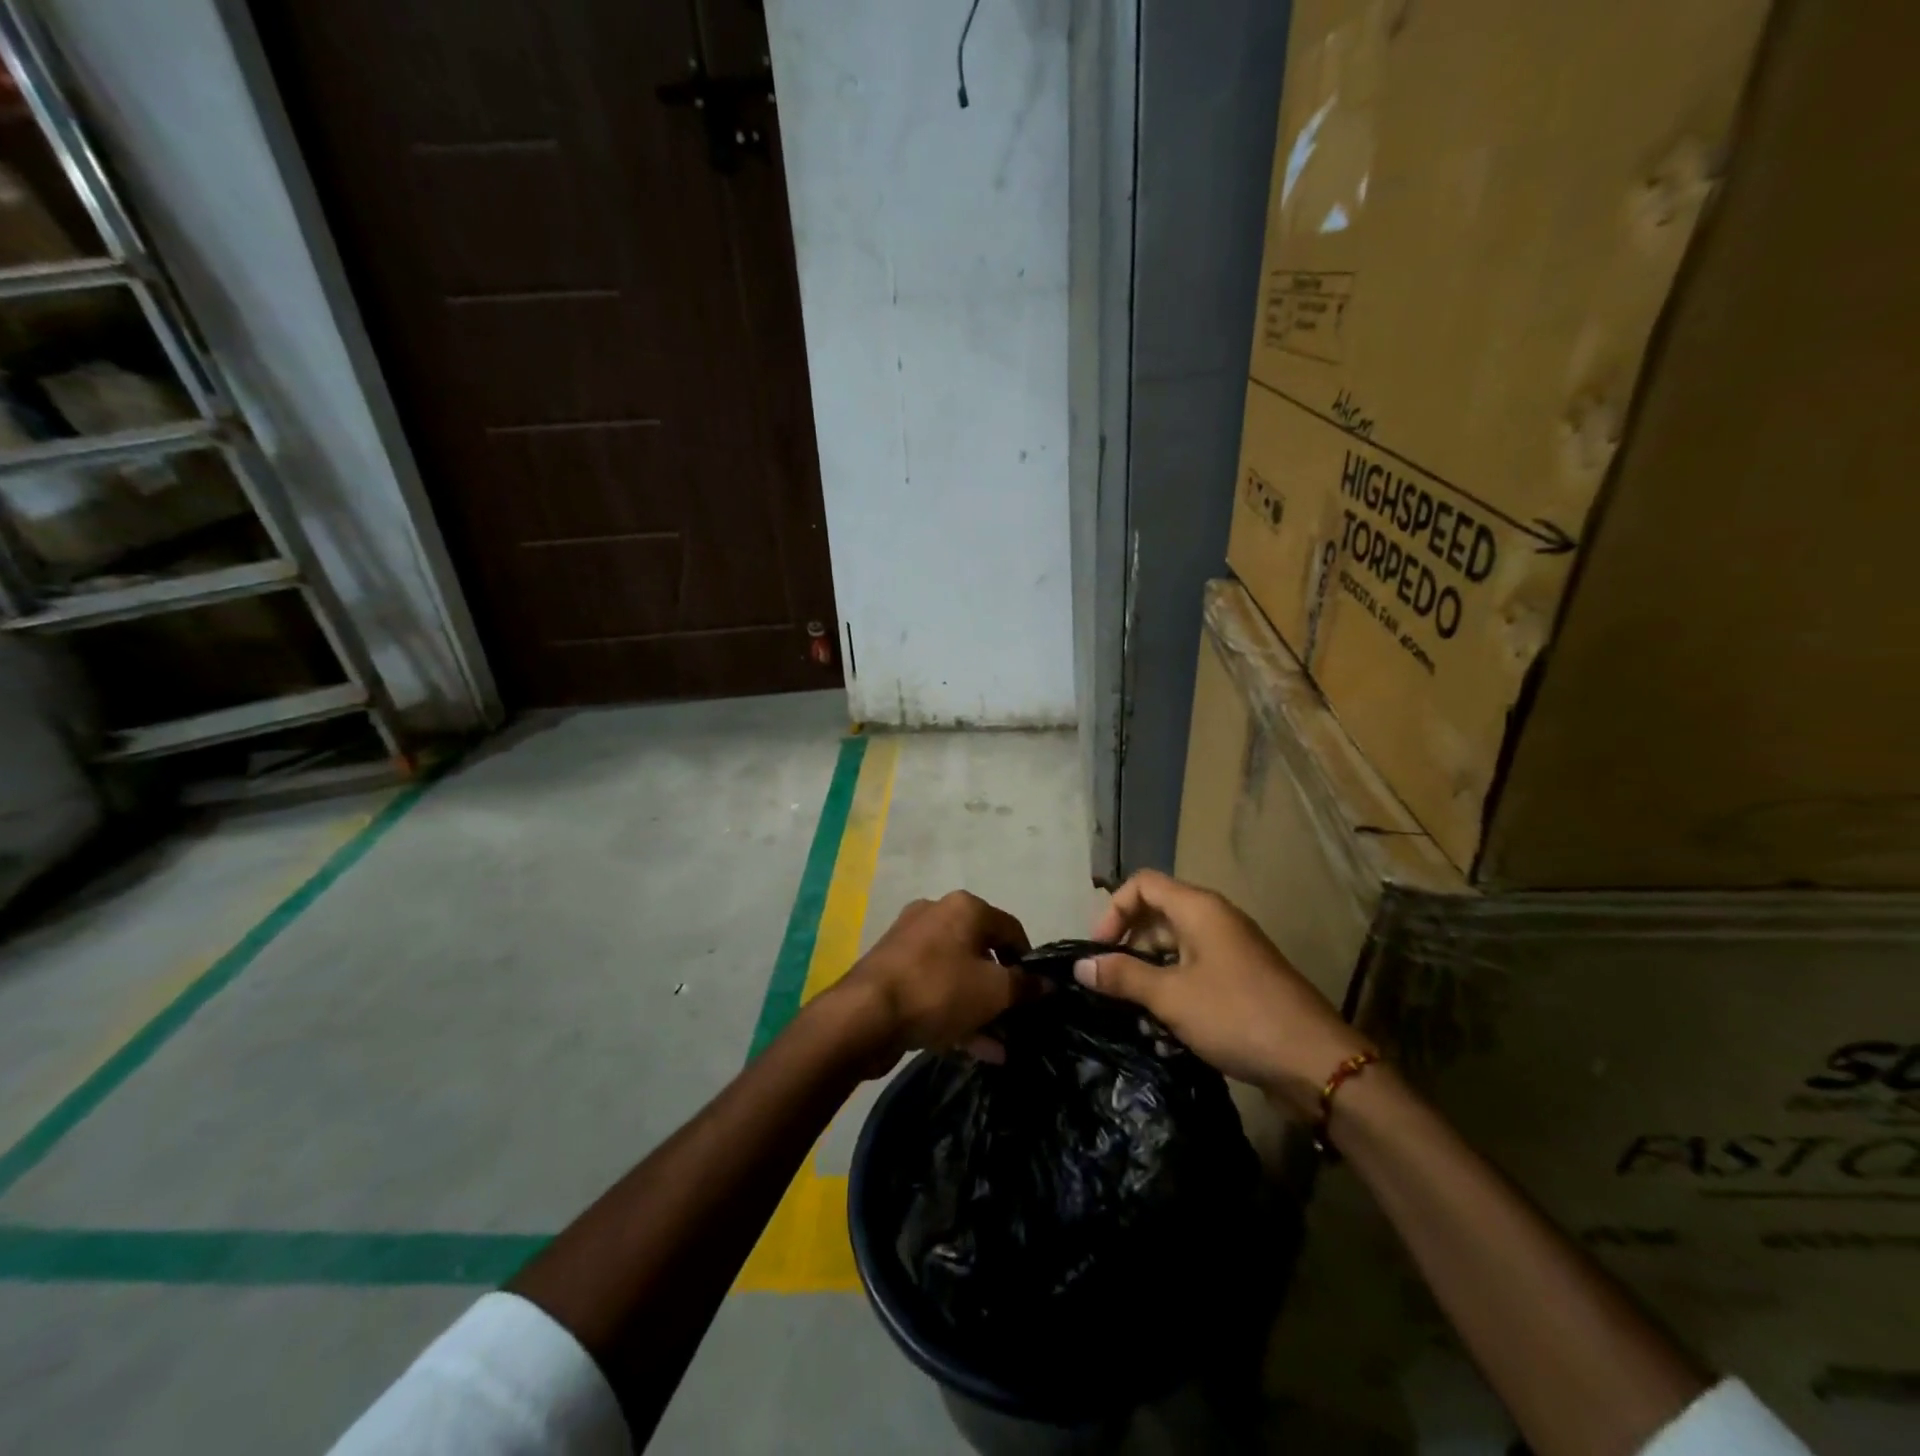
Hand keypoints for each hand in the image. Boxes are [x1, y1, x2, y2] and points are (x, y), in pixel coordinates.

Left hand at [830, 890, 1033, 1072]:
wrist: (864, 1016)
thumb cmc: (938, 991)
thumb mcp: (993, 991)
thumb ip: (1025, 986)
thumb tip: (1047, 984)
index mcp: (964, 907)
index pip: (1011, 929)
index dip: (1029, 962)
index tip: (1037, 994)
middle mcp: (937, 914)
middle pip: (982, 951)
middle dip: (1002, 990)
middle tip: (1016, 1020)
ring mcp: (910, 942)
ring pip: (958, 974)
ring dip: (981, 1008)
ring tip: (1000, 1045)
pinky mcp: (893, 970)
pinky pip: (935, 988)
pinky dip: (955, 1012)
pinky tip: (976, 1049)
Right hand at [1074, 870, 1368, 1118]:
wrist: (1315, 1062)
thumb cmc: (1236, 1016)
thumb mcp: (1171, 996)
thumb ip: (1123, 976)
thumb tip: (1080, 965)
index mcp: (1199, 909)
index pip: (1143, 885)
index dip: (1114, 910)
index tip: (1098, 950)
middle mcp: (1215, 920)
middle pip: (1157, 914)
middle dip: (1128, 944)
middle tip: (1108, 982)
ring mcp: (1231, 950)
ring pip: (1175, 946)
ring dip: (1149, 972)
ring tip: (1131, 1008)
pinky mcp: (1242, 979)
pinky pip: (1195, 970)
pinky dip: (1173, 988)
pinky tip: (1163, 1026)